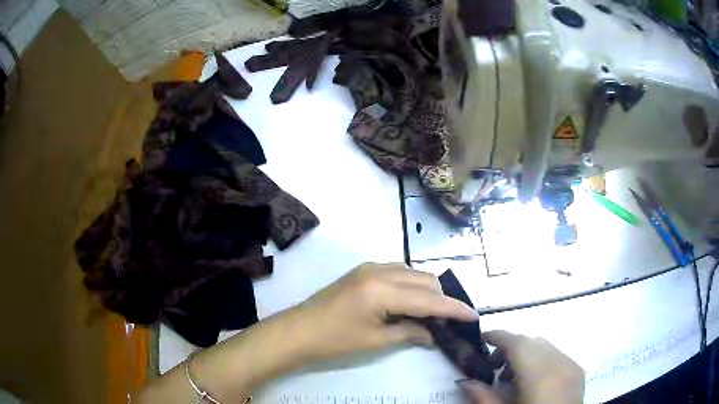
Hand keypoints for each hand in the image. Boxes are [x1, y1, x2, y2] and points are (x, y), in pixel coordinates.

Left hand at [291, 263, 478, 362]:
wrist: (298, 330)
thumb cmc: (335, 340)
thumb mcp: (377, 341)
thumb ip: (410, 332)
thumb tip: (435, 334)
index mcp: (383, 290)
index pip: (429, 299)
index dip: (454, 308)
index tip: (473, 315)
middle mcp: (380, 270)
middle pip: (425, 279)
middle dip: (442, 298)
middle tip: (450, 319)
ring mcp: (370, 267)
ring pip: (413, 272)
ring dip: (427, 290)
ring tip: (433, 312)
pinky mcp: (363, 270)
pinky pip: (398, 272)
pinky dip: (411, 285)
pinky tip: (411, 302)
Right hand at [459, 331, 583, 403]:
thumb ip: (483, 397)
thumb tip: (465, 380)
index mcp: (539, 374)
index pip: (517, 343)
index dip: (498, 336)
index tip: (482, 339)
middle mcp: (558, 362)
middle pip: (532, 342)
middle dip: (511, 348)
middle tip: (494, 366)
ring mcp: (571, 365)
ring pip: (545, 346)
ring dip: (526, 354)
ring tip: (512, 378)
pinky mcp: (578, 371)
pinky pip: (557, 355)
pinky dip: (541, 360)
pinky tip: (533, 381)